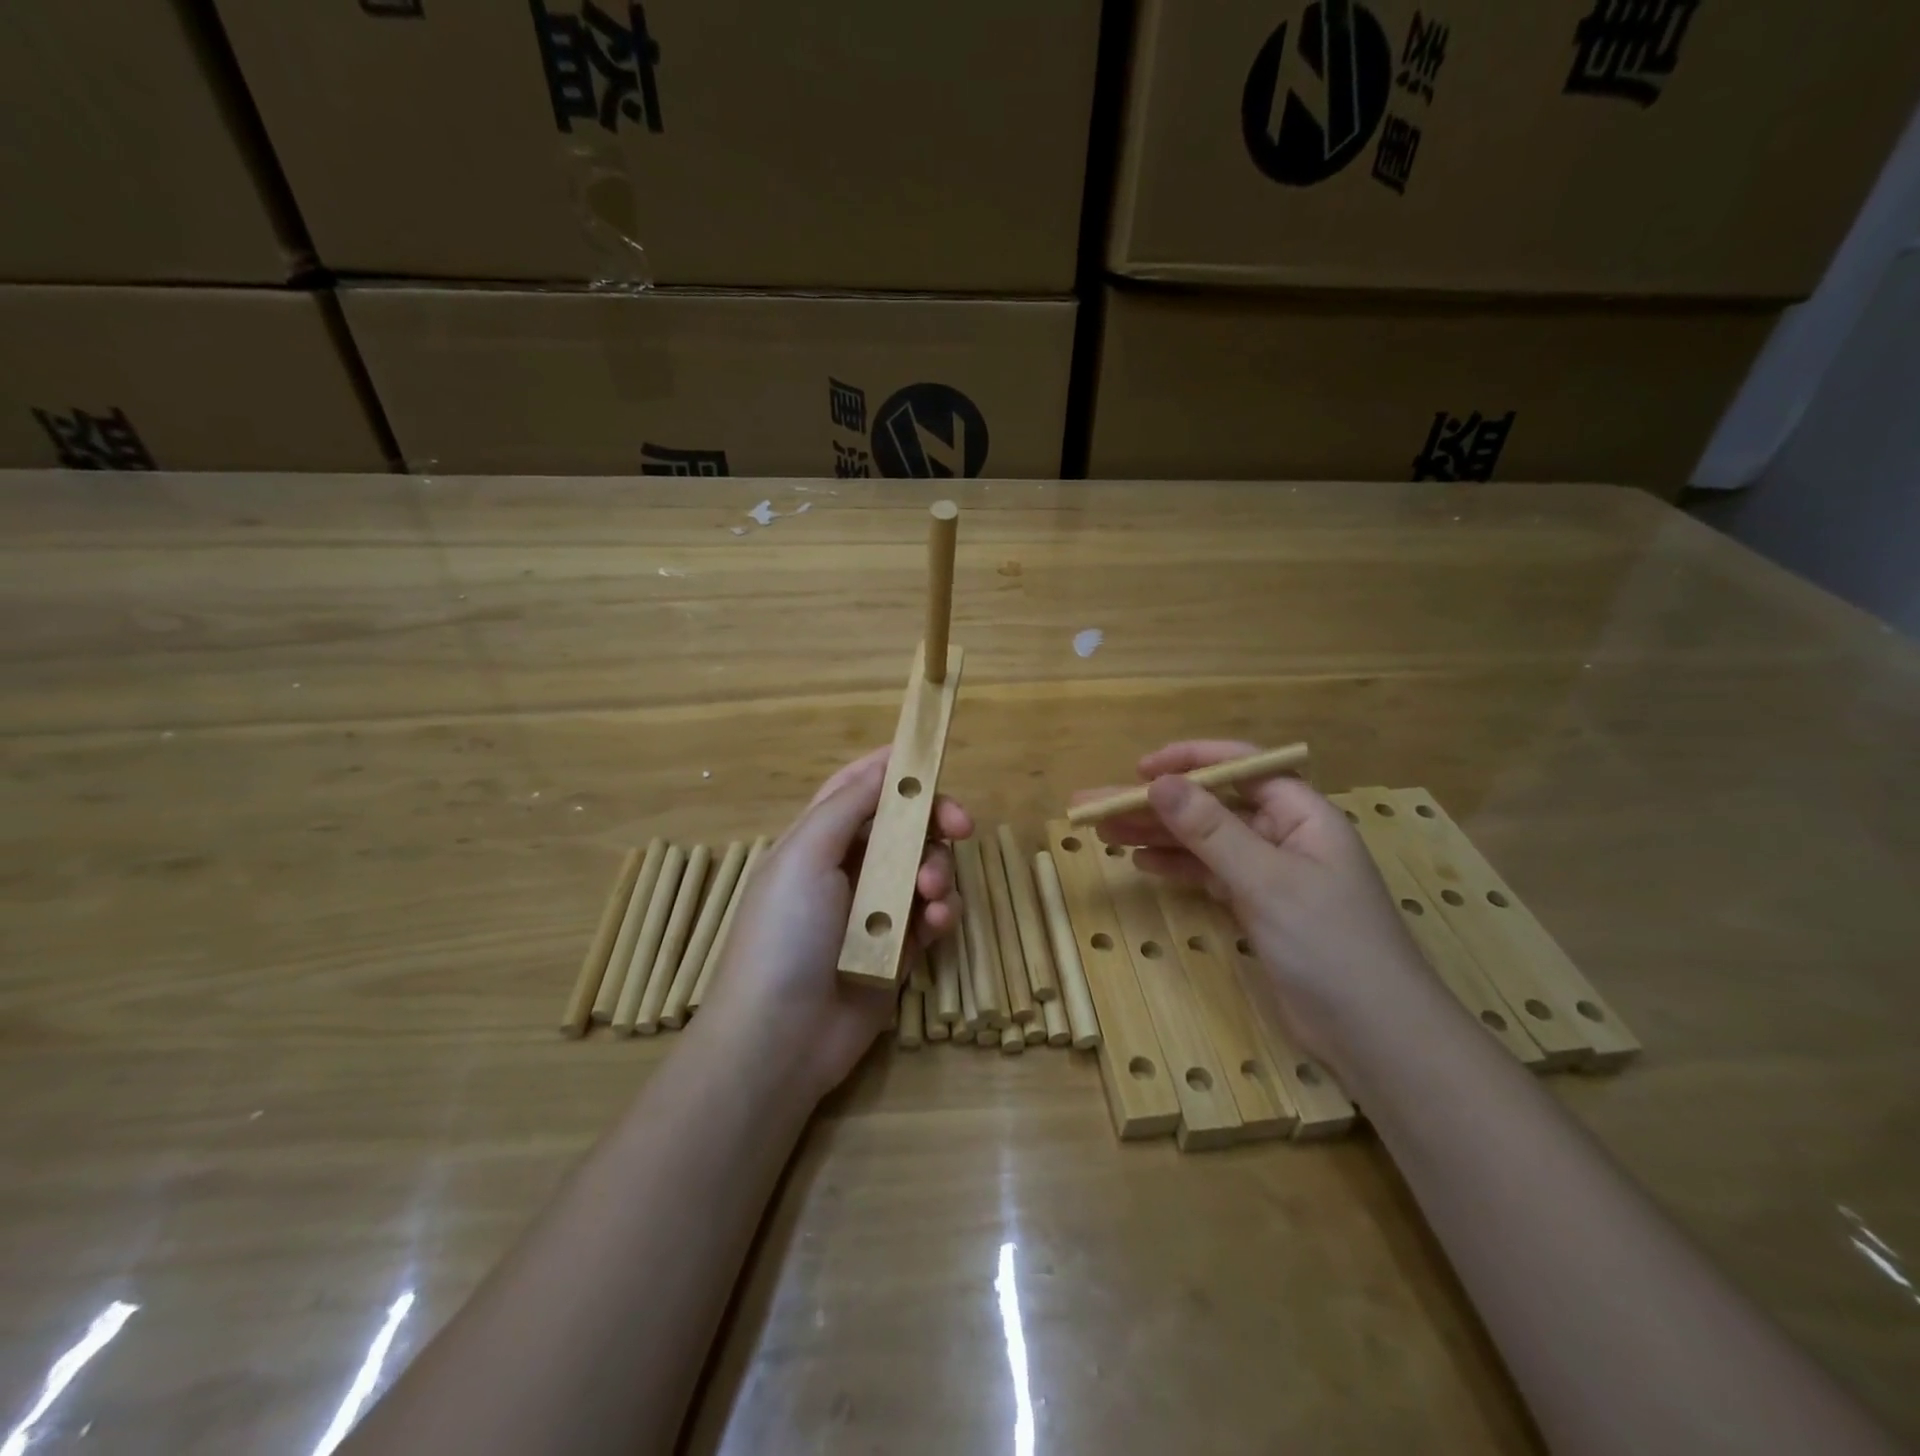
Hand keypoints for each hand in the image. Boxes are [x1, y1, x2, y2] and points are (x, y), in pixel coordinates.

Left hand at [697, 747, 971, 1102]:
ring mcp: (876, 909)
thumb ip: (849, 805)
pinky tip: (935, 922)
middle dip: (933, 821)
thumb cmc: (784, 934)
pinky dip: (941, 911)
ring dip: (937, 870)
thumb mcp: (805, 855)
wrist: (780, 1038)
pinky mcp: (900, 948)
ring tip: (930, 893)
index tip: (932, 759)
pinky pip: (932, 914)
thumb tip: (886, 764)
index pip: (859, 789)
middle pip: (903, 826)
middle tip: (960, 825)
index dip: (893, 769)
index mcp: (818, 839)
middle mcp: (848, 868)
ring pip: (925, 867)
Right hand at [1074, 740, 1433, 1065]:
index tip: (1140, 770)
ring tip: (1104, 834)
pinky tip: (1142, 863)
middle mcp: (1285, 836)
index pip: (1241, 766)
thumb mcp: (1267, 881)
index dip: (1190, 760)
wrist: (1376, 1036)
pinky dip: (1177, 868)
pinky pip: (1210, 874)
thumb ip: (1211, 831)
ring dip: (1157, 836)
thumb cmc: (1330, 945)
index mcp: (1301, 814)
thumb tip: (1159, 783)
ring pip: (1205, 842)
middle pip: (1211, 806)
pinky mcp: (1259, 908)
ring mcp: (1271, 874)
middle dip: (1155, 804)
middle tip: (1095, 808)